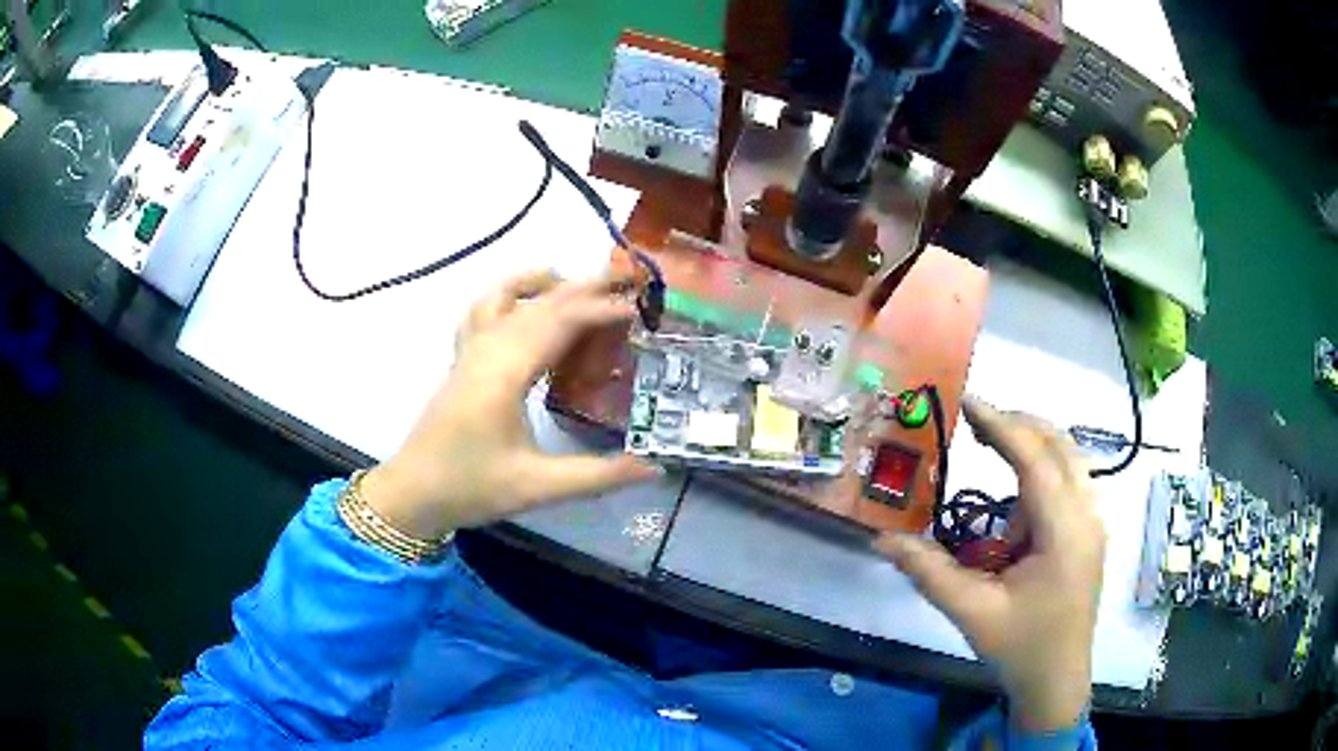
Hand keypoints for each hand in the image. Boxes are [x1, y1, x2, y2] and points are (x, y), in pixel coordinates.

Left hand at [361, 270, 660, 539]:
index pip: (560, 322)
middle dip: (584, 287)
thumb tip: (656, 468)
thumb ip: (598, 476)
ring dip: (544, 283)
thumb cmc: (471, 488)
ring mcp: (470, 351)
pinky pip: (483, 309)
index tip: (641, 308)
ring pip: (507, 296)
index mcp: (504, 373)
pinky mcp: (461, 359)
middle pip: (539, 302)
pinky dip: (508, 293)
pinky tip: (524, 300)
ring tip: (579, 283)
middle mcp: (487, 350)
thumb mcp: (537, 488)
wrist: (412, 493)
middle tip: (627, 280)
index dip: (601, 310)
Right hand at [877, 397, 1105, 732]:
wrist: (1057, 680)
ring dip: (1031, 446)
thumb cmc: (1020, 647)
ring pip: (1068, 459)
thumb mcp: (972, 613)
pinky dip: (1040, 471)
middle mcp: (1087, 514)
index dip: (1001, 425)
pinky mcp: (1089, 532)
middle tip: (974, 421)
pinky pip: (1068, 481)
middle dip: (1018, 425)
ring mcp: (1093, 522)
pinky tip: (1015, 498)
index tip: (966, 401)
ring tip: (990, 448)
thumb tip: (882, 539)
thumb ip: (929, 573)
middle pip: (1059, 445)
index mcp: (1065, 531)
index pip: (1035, 459)